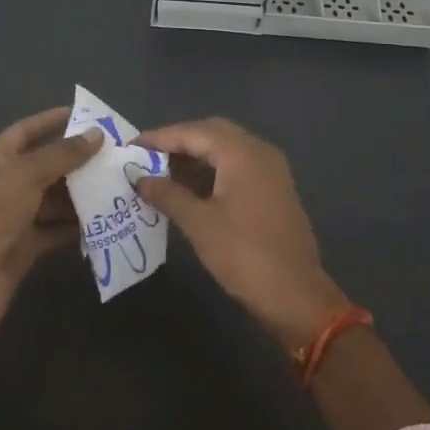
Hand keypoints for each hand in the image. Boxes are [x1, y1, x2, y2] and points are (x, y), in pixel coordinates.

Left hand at [0, 108, 100, 334]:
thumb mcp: (25, 176)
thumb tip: (96, 134)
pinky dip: (76, 226)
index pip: (26, 131)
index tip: (87, 115)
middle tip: (116, 155)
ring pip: (54, 200)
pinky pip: (55, 231)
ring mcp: (14, 219)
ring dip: (81, 194)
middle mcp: (5, 186)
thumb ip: (62, 155)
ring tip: (118, 186)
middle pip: (45, 166)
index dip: (52, 121)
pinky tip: (106, 220)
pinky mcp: (25, 249)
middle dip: (77, 161)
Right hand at [133, 117, 350, 351]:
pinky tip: (189, 190)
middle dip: (178, 143)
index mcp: (242, 153)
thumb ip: (168, 195)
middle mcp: (259, 151)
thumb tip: (140, 180)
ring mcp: (270, 170)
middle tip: (147, 158)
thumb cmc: (245, 256)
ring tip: (162, 175)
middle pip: (211, 133)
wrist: (297, 297)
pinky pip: (237, 167)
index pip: (194, 132)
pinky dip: (212, 171)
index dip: (160, 137)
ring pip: (225, 149)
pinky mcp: (273, 189)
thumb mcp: (199, 224)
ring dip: (195, 158)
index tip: (132, 145)